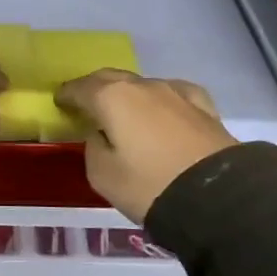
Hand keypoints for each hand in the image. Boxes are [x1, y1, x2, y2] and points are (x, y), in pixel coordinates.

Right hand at [55, 69, 238, 224]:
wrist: (217, 197)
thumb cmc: (150, 186)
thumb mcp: (103, 175)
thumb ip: (93, 147)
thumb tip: (101, 134)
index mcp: (112, 98)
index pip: (81, 88)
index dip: (67, 94)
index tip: (59, 100)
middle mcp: (143, 86)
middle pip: (112, 78)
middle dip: (95, 87)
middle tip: (86, 103)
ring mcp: (176, 93)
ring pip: (143, 85)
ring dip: (129, 94)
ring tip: (125, 112)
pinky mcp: (203, 107)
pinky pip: (175, 94)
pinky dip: (162, 100)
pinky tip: (165, 109)